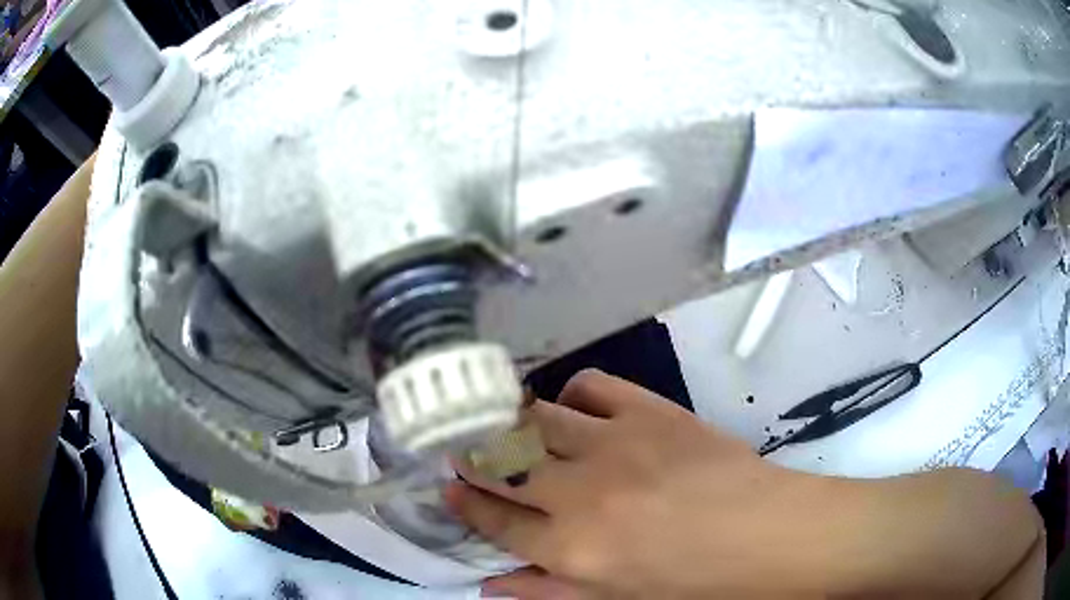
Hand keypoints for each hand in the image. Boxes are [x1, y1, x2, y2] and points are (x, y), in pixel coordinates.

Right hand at [445, 370, 837, 597]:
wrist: (766, 533)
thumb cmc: (694, 582)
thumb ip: (547, 592)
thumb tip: (489, 585)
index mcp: (570, 549)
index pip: (494, 521)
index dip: (464, 504)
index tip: (445, 487)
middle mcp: (578, 493)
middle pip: (500, 463)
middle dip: (469, 454)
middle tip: (458, 446)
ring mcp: (613, 444)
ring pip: (534, 419)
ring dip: (508, 420)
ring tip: (500, 421)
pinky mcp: (648, 411)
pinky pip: (591, 385)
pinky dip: (571, 392)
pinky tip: (571, 405)